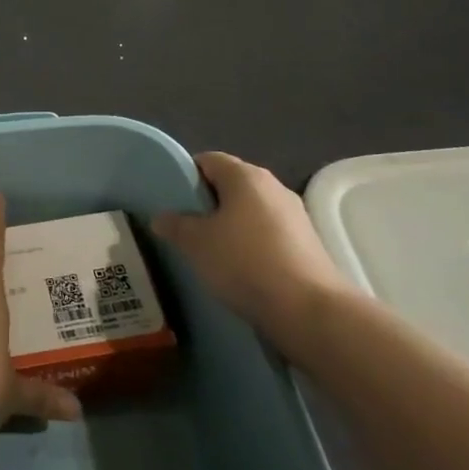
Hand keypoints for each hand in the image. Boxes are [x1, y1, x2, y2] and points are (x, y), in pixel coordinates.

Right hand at [150, 152, 353, 352]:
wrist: (307, 310)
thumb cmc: (244, 262)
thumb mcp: (196, 243)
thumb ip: (175, 225)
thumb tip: (161, 217)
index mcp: (246, 176)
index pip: (208, 160)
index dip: (185, 176)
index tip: (170, 201)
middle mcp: (273, 187)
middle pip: (231, 184)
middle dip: (206, 203)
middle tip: (184, 228)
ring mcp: (294, 215)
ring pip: (249, 211)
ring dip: (229, 225)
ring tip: (208, 251)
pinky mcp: (306, 244)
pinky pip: (267, 234)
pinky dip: (250, 244)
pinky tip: (238, 268)